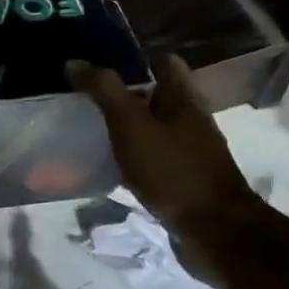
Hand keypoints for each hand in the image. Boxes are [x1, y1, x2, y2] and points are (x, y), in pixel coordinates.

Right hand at [66, 55, 265, 285]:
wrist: (213, 231)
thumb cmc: (172, 170)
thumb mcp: (131, 125)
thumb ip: (104, 91)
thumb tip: (75, 62)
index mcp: (184, 97)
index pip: (163, 61)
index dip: (133, 57)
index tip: (98, 62)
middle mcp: (190, 118)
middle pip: (155, 94)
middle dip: (123, 91)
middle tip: (84, 94)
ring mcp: (188, 149)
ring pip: (151, 126)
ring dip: (125, 124)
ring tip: (88, 125)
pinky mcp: (181, 177)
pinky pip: (150, 155)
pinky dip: (130, 154)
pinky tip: (107, 162)